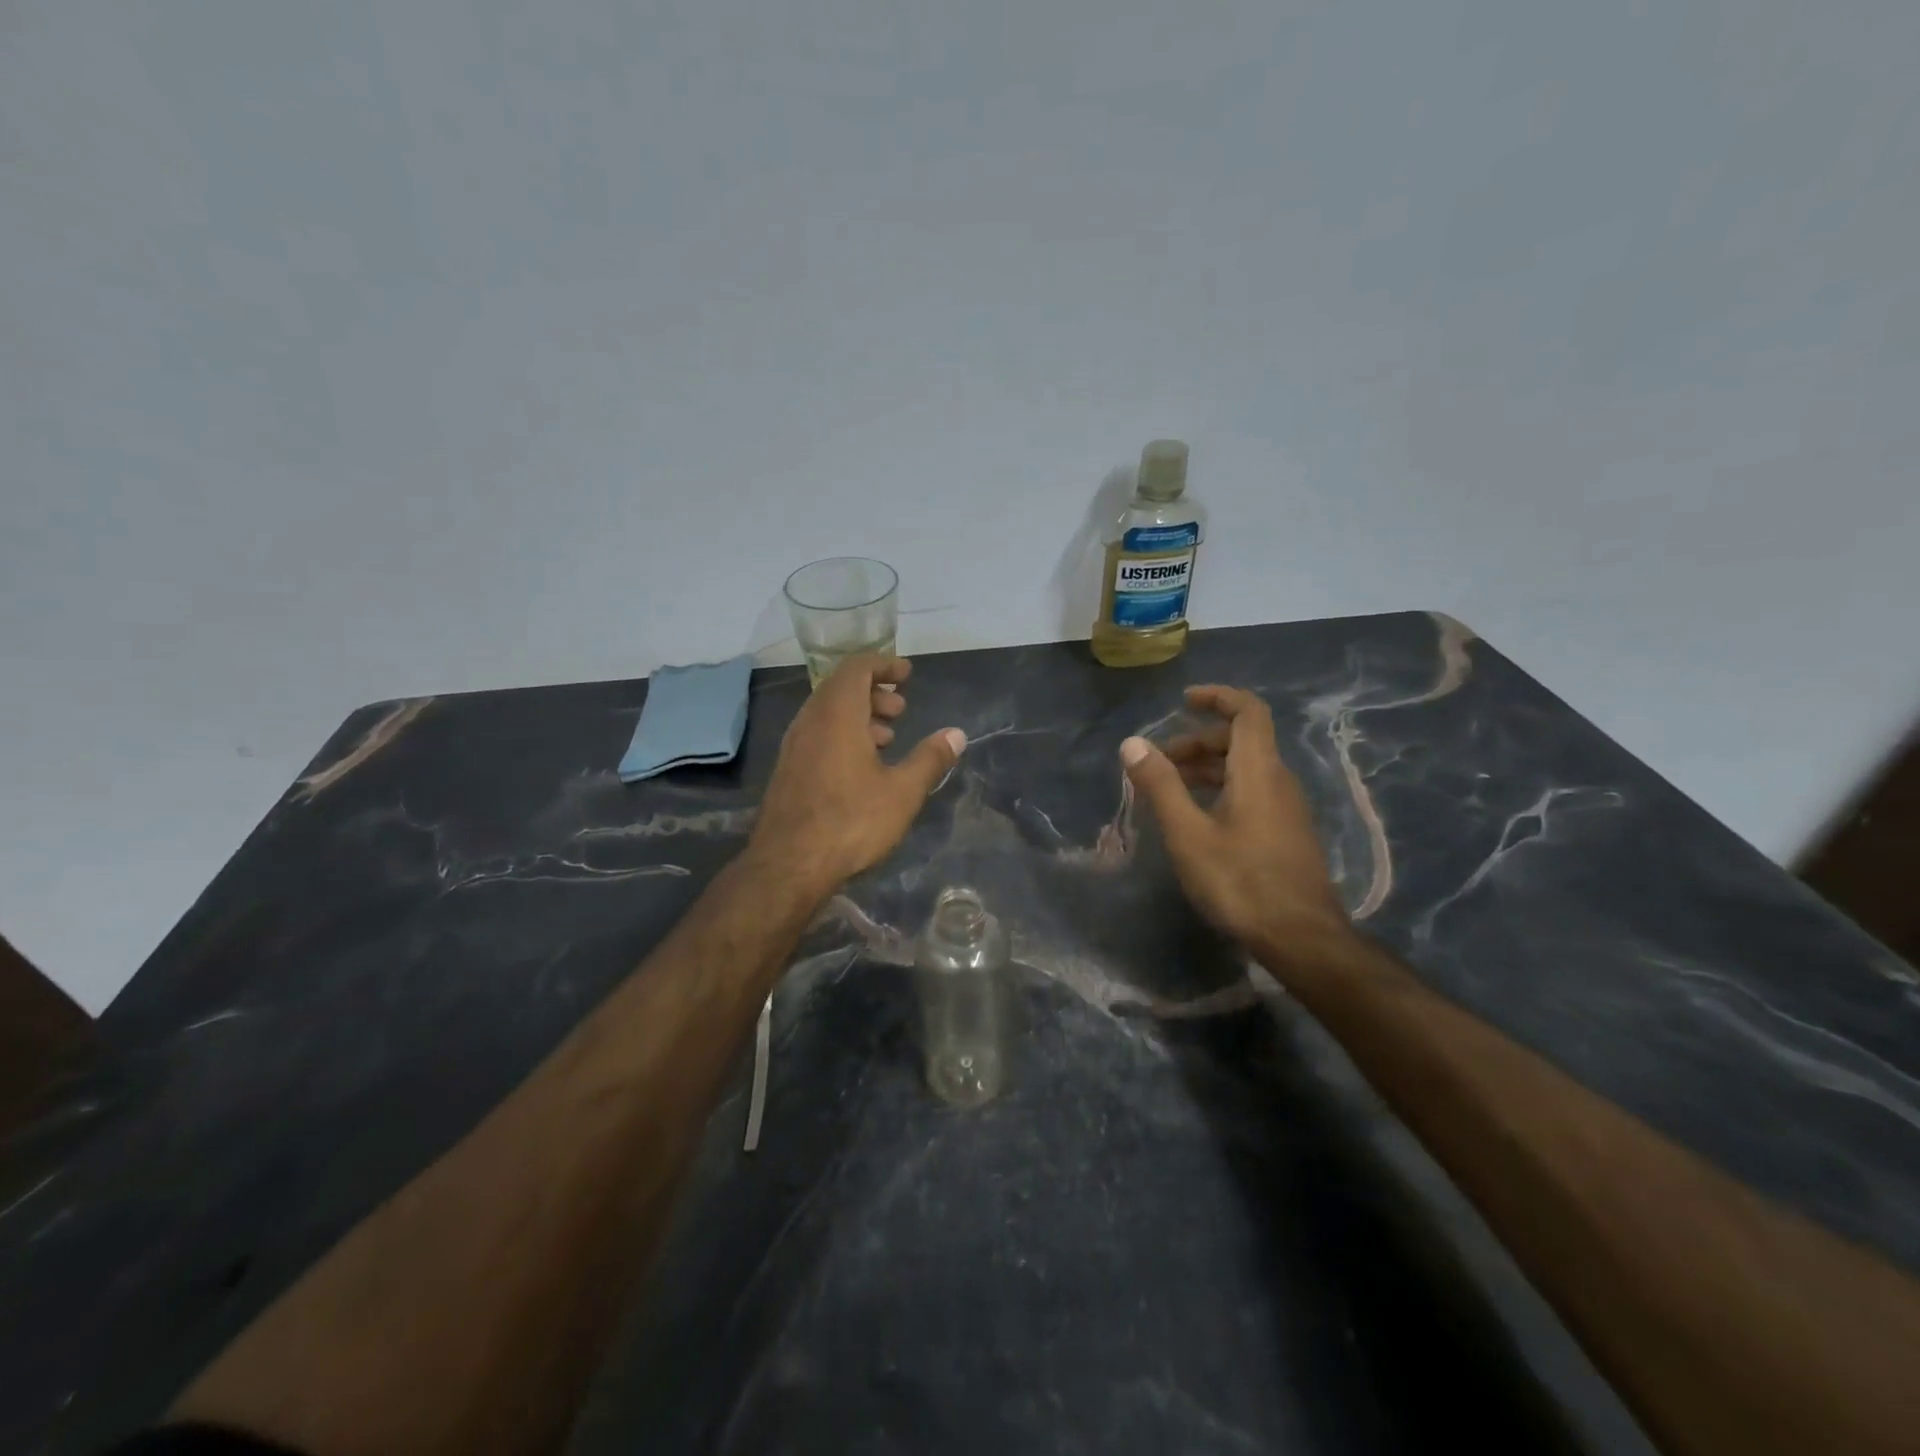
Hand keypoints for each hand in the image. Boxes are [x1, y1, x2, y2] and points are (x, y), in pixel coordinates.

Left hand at [749, 655, 965, 891]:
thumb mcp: (902, 792)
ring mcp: (794, 746)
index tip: (907, 675)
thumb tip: (956, 734)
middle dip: (873, 692)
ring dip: (858, 716)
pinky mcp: (787, 770)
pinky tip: (861, 767)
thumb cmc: (851, 822)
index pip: (857, 668)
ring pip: (827, 713)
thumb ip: (930, 759)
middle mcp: (810, 721)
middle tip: (900, 710)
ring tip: (886, 739)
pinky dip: (841, 735)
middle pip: (840, 688)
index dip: (884, 665)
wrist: (787, 865)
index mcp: (837, 715)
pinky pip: (817, 735)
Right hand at [1120, 685, 1349, 954]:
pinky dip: (1221, 788)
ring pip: (1245, 768)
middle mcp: (1278, 780)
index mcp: (1258, 770)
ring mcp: (1286, 808)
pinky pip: (1252, 791)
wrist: (1301, 938)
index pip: (1248, 711)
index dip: (1218, 697)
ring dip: (1207, 767)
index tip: (1184, 700)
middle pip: (1242, 740)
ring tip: (1169, 788)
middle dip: (1198, 740)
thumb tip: (1132, 743)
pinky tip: (1197, 818)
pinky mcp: (1286, 832)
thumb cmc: (1240, 881)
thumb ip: (1160, 785)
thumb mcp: (1188, 833)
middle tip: (1159, 761)